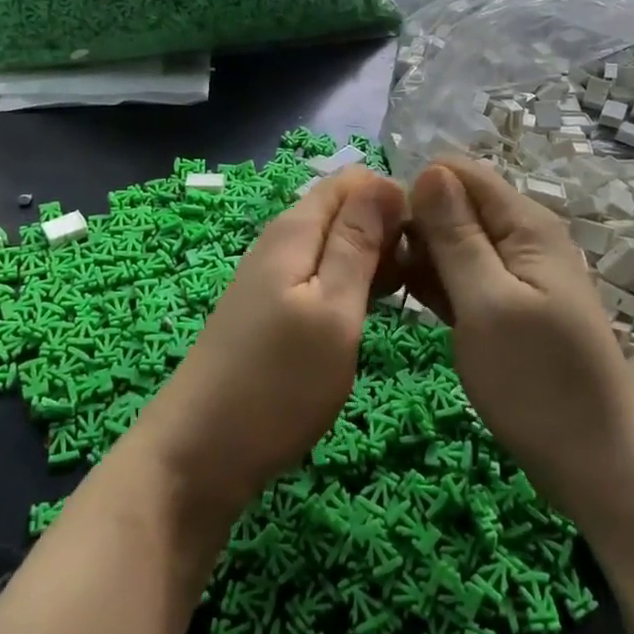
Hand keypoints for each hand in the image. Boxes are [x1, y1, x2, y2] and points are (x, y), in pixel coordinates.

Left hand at [145, 168, 407, 512]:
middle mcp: (283, 242)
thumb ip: (357, 243)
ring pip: (337, 247)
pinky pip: (323, 278)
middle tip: (431, 273)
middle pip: (345, 211)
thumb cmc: (276, 382)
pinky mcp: (274, 310)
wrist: (200, 452)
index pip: (354, 181)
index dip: (396, 196)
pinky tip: (376, 312)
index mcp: (296, 229)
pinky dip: (354, 286)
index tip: (433, 236)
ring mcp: (275, 277)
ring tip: (415, 293)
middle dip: (390, 229)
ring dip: (376, 261)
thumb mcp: (332, 309)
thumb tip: (386, 182)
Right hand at [401, 158, 633, 522]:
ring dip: (421, 257)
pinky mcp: (507, 308)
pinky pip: (463, 278)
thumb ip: (456, 234)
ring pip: (454, 243)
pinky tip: (410, 302)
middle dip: (415, 226)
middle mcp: (522, 239)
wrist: (597, 465)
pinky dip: (436, 284)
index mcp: (524, 224)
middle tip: (380, 268)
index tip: (380, 229)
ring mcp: (516, 275)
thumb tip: (429, 169)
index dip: (416, 190)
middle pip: (455, 205)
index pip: (458, 172)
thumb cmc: (538, 381)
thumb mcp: (486, 302)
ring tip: (389, 287)